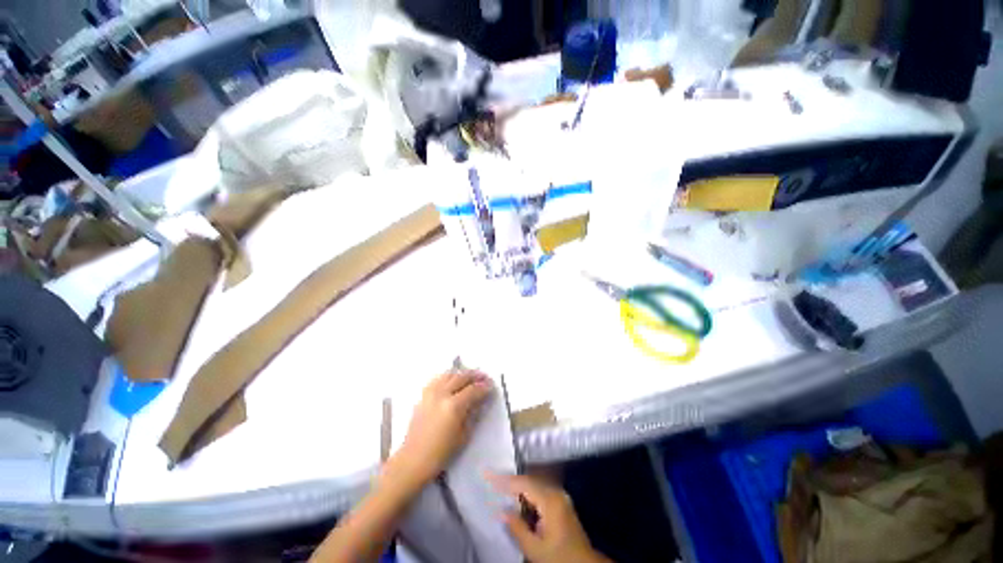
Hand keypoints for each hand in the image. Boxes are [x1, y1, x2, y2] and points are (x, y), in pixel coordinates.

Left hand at [390, 370, 492, 488]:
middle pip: (461, 377)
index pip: (473, 390)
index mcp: (453, 406)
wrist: (413, 460)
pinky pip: (437, 379)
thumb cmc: (441, 453)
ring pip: (449, 374)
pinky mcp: (423, 396)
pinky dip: (448, 376)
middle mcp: (441, 394)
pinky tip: (453, 380)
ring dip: (462, 373)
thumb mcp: (464, 435)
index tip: (491, 386)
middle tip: (484, 377)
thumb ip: (473, 414)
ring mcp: (430, 393)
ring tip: (470, 376)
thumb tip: (481, 400)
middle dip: (475, 376)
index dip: (484, 387)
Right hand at [489, 474, 610, 562]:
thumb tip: (500, 510)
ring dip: (518, 488)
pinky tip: (517, 501)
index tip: (488, 475)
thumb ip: (517, 528)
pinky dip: (527, 495)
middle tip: (491, 480)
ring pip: (534, 485)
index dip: (504, 480)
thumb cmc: (559, 558)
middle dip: (510, 482)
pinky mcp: (561, 502)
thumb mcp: (535, 549)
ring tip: (500, 489)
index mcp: (550, 500)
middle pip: (529, 481)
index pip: (523, 484)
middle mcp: (556, 492)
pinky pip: (540, 492)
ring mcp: (560, 496)